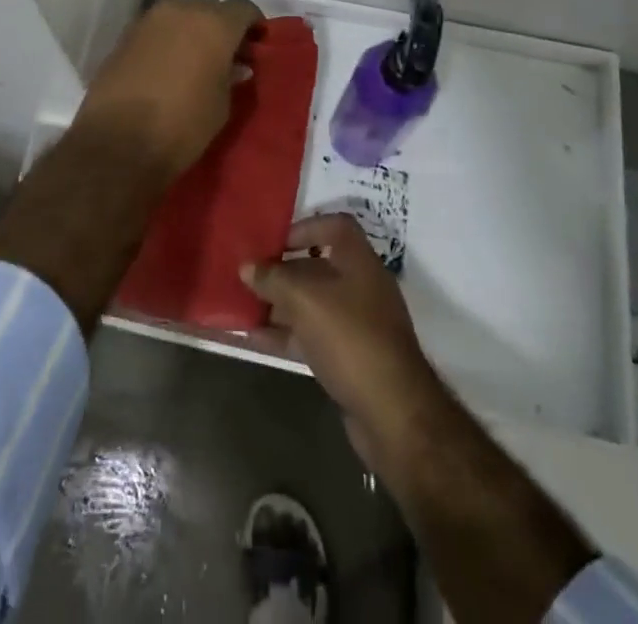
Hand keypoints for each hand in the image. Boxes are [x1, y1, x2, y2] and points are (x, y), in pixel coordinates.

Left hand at [73, 0, 263, 176]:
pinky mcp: (126, 35)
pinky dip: (168, 39)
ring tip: (196, 60)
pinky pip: (157, 29)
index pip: (244, 9)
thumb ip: (231, 75)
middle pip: (210, 8)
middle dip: (222, 26)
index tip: (257, 46)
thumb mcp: (222, 104)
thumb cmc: (183, 124)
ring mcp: (149, 19)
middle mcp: (182, 10)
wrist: (118, 142)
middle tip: (228, 55)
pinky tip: (169, 65)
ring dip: (192, 30)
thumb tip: (233, 65)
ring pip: (181, 14)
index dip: (254, 25)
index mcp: (214, 23)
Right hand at [241, 213, 444, 466]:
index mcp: (359, 260)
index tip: (274, 242)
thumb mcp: (306, 300)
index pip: (335, 225)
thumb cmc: (350, 338)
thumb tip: (247, 266)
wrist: (392, 413)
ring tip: (245, 306)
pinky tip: (257, 339)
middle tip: (250, 276)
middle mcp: (361, 285)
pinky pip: (313, 335)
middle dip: (283, 270)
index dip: (304, 227)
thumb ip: (274, 279)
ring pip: (313, 303)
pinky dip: (287, 334)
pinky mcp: (351, 357)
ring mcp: (358, 323)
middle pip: (319, 266)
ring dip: (281, 304)